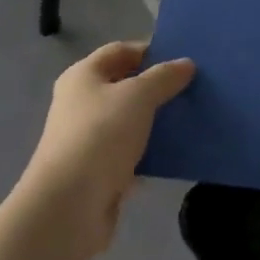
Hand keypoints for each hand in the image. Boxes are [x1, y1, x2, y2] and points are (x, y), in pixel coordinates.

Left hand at [20, 42, 194, 256]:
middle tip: (191, 88)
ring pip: (128, 121)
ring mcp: (87, 139)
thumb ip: (164, 77)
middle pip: (124, 86)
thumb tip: (186, 64)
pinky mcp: (96, 172)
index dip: (149, 51)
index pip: (120, 51)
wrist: (68, 208)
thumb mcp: (138, 96)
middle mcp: (80, 103)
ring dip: (155, 121)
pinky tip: (175, 153)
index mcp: (83, 76)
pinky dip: (149, 152)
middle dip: (156, 87)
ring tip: (189, 118)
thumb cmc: (100, 135)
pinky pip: (129, 153)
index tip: (182, 60)